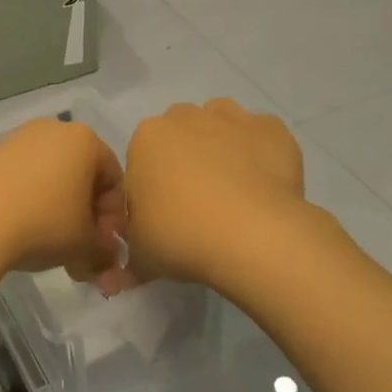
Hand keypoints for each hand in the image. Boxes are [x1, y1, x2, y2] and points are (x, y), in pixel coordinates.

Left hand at [0, 119, 132, 290]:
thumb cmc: (44, 224)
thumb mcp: (85, 244)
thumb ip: (104, 249)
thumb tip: (106, 258)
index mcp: (85, 140)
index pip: (114, 180)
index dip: (113, 218)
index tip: (102, 247)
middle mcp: (52, 130)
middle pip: (81, 176)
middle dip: (85, 216)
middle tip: (80, 251)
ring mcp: (17, 139)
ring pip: (50, 178)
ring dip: (58, 211)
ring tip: (50, 246)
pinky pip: (21, 179)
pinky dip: (29, 202)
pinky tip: (21, 230)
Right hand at [124, 99, 307, 288]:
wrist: (253, 236)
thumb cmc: (181, 237)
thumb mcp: (141, 254)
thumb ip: (130, 255)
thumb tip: (119, 275)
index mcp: (145, 138)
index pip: (142, 157)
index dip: (153, 185)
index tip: (165, 213)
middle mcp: (185, 117)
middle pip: (180, 133)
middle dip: (185, 158)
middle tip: (197, 202)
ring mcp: (232, 118)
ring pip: (220, 123)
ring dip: (221, 145)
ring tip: (232, 188)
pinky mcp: (272, 129)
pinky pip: (261, 135)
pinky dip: (262, 152)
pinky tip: (265, 184)